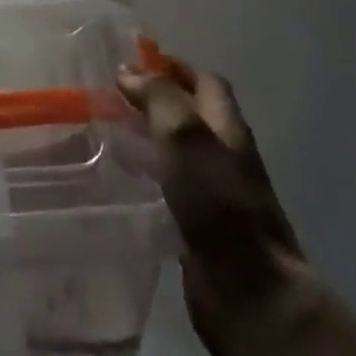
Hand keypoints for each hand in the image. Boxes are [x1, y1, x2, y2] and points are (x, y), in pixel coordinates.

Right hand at [118, 63, 315, 355]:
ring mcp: (213, 193)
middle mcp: (224, 156)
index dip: (173, 66)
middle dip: (155, 99)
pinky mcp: (198, 226)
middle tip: (110, 95)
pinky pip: (168, 186)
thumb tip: (129, 72)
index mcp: (228, 129)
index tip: (132, 60)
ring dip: (147, 136)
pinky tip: (117, 179)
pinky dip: (145, 173)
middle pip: (191, 114)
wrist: (250, 295)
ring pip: (177, 151)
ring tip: (105, 131)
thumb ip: (160, 99)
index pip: (206, 82)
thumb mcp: (187, 137)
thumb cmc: (219, 206)